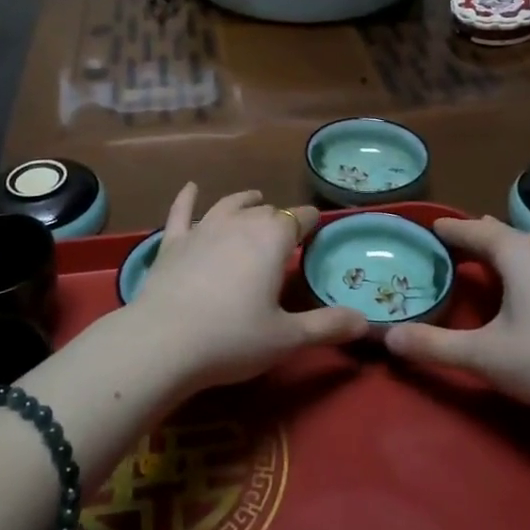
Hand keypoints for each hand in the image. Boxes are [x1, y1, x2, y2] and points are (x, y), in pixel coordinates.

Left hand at [124, 185, 368, 392]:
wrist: (164, 341)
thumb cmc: (233, 339)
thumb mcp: (288, 338)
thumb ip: (327, 326)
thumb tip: (366, 322)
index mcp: (272, 239)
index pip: (299, 219)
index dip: (311, 221)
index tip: (317, 228)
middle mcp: (239, 223)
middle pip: (265, 211)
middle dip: (278, 218)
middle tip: (286, 232)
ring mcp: (202, 229)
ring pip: (228, 205)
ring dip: (244, 201)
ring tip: (254, 199)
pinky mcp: (172, 242)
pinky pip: (181, 212)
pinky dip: (187, 198)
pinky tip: (190, 188)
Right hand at [383, 216, 529, 433]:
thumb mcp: (483, 355)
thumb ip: (433, 344)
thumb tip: (386, 336)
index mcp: (514, 252)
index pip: (470, 230)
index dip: (446, 230)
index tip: (424, 229)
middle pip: (499, 232)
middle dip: (472, 236)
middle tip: (447, 249)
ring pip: (528, 244)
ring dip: (505, 247)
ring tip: (487, 257)